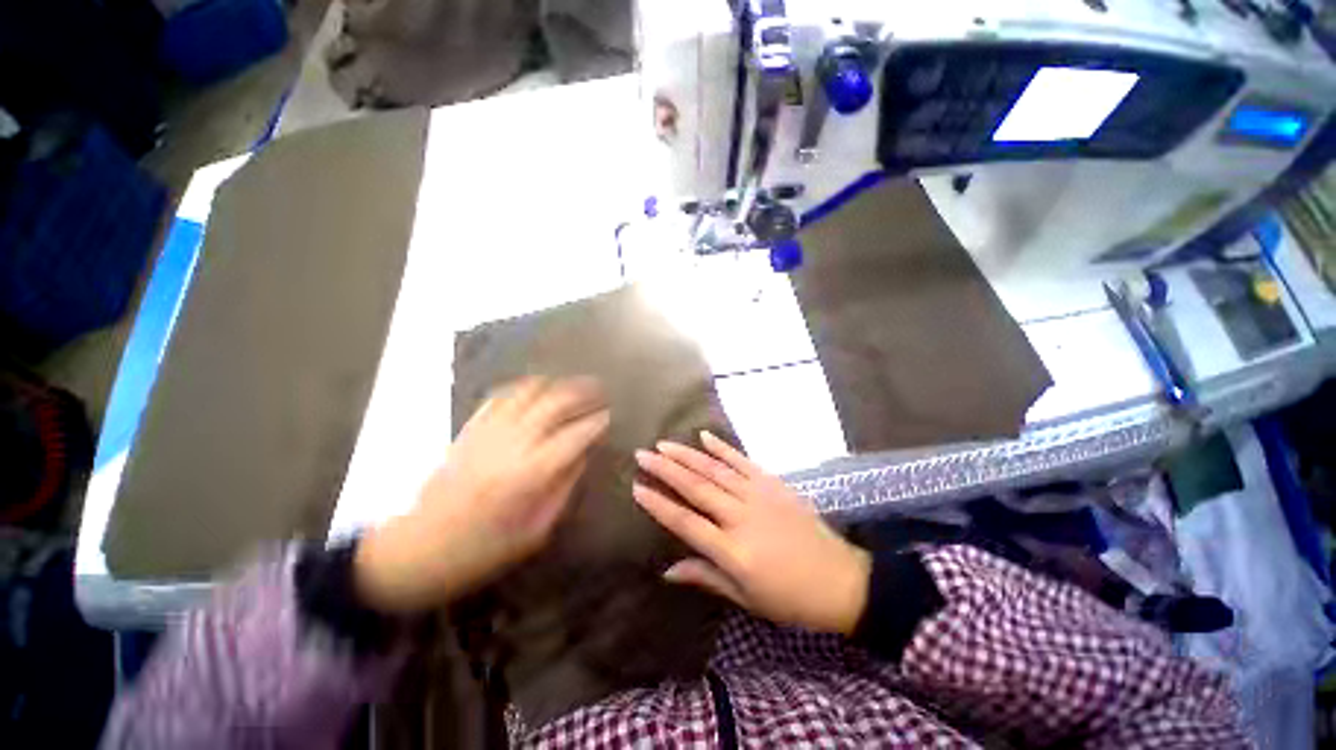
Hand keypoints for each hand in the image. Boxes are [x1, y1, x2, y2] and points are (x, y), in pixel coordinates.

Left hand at [355, 377, 608, 612]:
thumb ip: (563, 488)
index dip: (597, 422)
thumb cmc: (481, 551)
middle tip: (600, 390)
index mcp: (530, 474)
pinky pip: (500, 396)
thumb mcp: (534, 532)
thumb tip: (583, 455)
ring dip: (556, 384)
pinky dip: (524, 386)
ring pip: (529, 392)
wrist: (416, 550)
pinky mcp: (469, 429)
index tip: (611, 416)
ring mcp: (487, 432)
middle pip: (554, 404)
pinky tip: (537, 388)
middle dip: (582, 392)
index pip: (575, 436)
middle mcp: (511, 444)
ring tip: (573, 384)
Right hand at [633, 432, 870, 634]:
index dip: (659, 504)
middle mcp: (741, 516)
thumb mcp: (745, 598)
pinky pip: (743, 461)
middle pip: (696, 487)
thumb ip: (706, 577)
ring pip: (715, 470)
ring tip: (664, 444)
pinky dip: (722, 448)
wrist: (840, 579)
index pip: (686, 522)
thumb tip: (667, 570)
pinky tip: (704, 436)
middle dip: (666, 469)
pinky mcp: (773, 483)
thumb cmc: (789, 598)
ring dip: (687, 455)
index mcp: (732, 550)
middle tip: (643, 454)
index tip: (637, 487)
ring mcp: (758, 495)